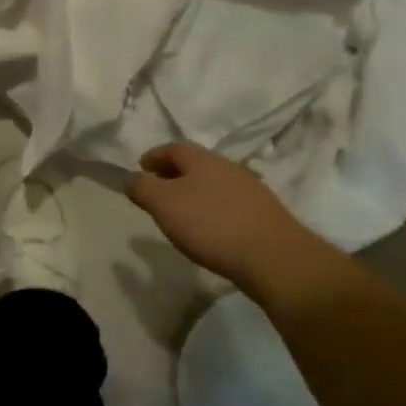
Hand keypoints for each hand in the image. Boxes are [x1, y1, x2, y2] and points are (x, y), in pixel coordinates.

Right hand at [126, 141, 340, 295]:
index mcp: (202, 159)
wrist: (273, 257)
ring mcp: (250, 189)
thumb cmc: (211, 224)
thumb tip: (131, 178)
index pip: (172, 148)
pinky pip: (229, 203)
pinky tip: (210, 229)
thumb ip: (142, 188)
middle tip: (157, 190)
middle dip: (174, 174)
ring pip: (214, 183)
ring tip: (181, 212)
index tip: (141, 167)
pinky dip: (213, 209)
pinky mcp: (264, 213)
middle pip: (195, 164)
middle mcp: (227, 166)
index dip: (154, 156)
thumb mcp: (164, 204)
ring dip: (195, 192)